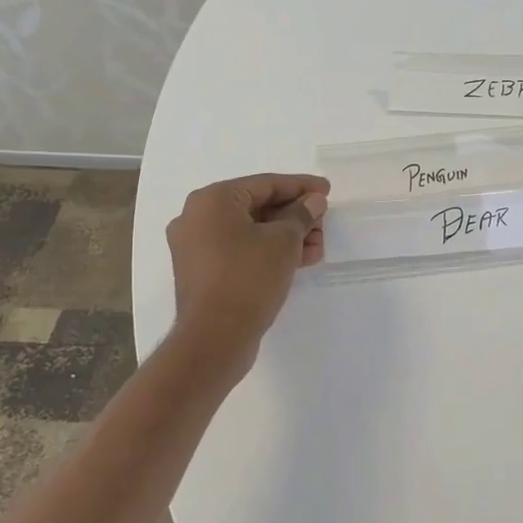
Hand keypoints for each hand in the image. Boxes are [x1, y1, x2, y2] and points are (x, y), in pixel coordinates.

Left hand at [166, 173, 328, 373]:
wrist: (214, 338)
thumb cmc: (248, 277)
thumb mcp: (284, 241)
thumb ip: (301, 215)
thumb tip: (313, 202)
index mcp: (212, 200)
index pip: (265, 184)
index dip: (300, 186)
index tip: (327, 191)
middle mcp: (197, 218)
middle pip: (257, 207)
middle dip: (295, 215)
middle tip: (324, 223)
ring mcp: (196, 247)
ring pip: (250, 231)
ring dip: (285, 236)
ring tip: (317, 246)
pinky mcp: (203, 273)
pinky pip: (240, 251)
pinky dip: (268, 252)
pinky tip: (300, 260)